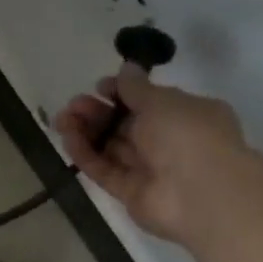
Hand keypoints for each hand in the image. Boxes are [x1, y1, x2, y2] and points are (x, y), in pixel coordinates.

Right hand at [54, 64, 248, 245]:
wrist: (201, 194)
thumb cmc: (187, 135)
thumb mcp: (161, 101)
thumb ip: (136, 87)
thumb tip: (127, 67)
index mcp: (185, 115)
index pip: (148, 101)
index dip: (122, 93)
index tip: (99, 87)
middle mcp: (169, 142)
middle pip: (125, 124)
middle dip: (97, 112)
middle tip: (73, 105)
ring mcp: (150, 169)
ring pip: (112, 147)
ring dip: (87, 132)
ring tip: (62, 120)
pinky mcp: (131, 193)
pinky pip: (106, 170)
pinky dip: (86, 155)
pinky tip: (67, 140)